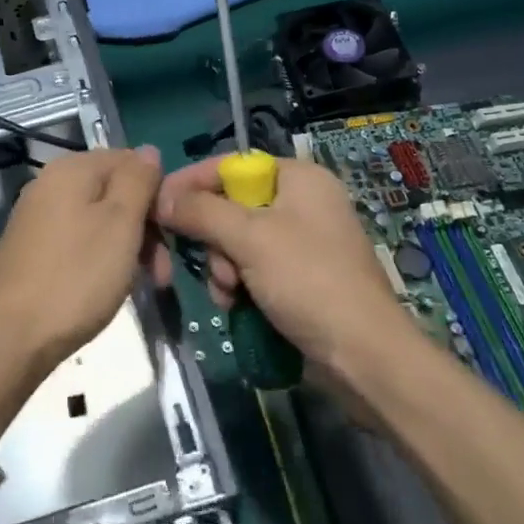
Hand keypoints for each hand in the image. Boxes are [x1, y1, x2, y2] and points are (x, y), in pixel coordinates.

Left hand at [0, 147, 163, 370]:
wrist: (9, 338)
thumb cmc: (75, 276)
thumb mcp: (120, 223)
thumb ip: (138, 180)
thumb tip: (149, 151)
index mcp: (72, 168)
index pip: (130, 160)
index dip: (156, 193)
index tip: (171, 233)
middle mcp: (51, 184)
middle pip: (114, 191)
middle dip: (144, 226)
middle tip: (160, 273)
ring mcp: (38, 217)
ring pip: (99, 219)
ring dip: (126, 247)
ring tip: (141, 286)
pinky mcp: (32, 248)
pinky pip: (79, 240)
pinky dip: (100, 258)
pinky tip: (108, 287)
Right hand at [154, 156, 409, 371]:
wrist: (366, 358)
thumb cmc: (310, 282)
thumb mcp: (250, 239)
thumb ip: (201, 212)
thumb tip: (160, 197)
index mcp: (298, 178)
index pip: (230, 165)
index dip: (191, 182)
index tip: (158, 205)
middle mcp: (302, 202)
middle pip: (231, 205)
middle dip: (213, 238)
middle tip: (213, 267)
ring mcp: (303, 241)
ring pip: (237, 241)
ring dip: (223, 267)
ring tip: (228, 294)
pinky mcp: (301, 276)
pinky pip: (253, 267)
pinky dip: (239, 283)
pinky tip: (236, 305)